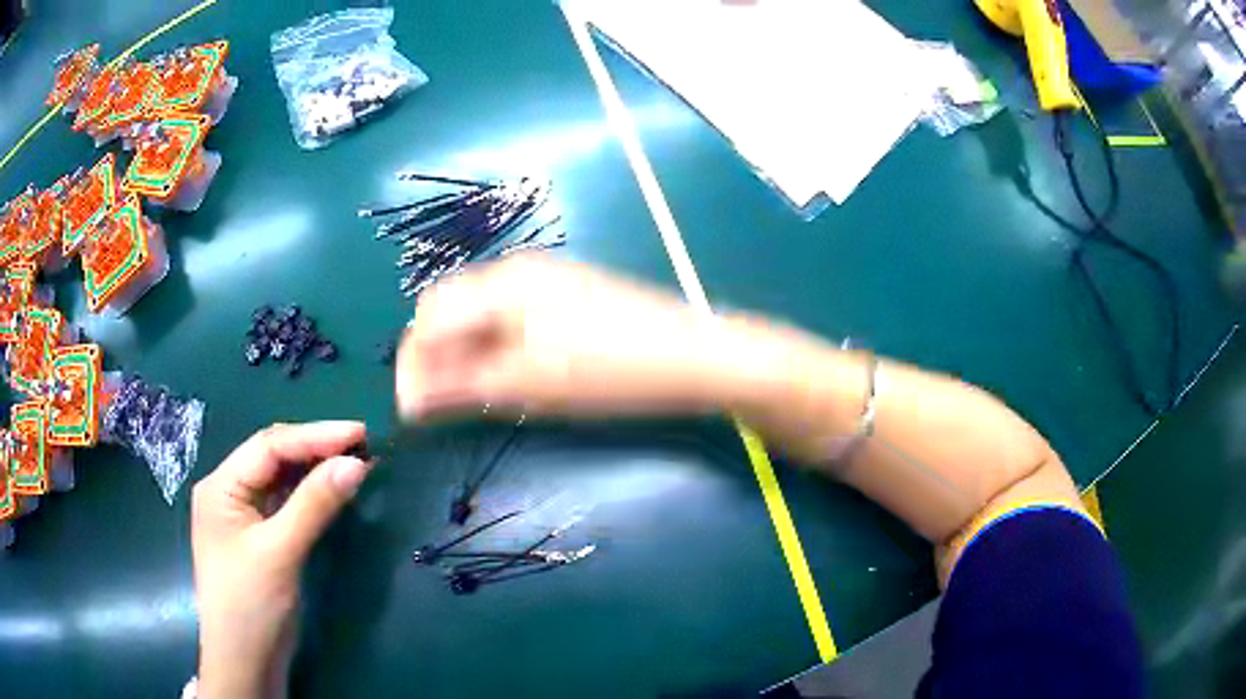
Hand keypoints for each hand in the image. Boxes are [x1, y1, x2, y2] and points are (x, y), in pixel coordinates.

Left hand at [192, 422, 371, 698]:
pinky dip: (312, 494)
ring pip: (282, 479)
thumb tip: (356, 463)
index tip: (360, 433)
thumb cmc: (251, 605)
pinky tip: (333, 490)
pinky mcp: (260, 537)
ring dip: (316, 470)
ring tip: (355, 462)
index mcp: (221, 486)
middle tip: (363, 446)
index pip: (269, 446)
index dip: (315, 436)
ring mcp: (244, 515)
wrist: (245, 663)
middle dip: (316, 448)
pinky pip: (287, 503)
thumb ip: (314, 505)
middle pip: (274, 457)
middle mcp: (229, 492)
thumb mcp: (280, 553)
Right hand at [397, 256, 740, 419]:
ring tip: (469, 394)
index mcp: (501, 283)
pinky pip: (509, 315)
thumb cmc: (609, 371)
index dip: (412, 363)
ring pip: (479, 313)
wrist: (692, 355)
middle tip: (437, 404)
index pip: (429, 317)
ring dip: (463, 351)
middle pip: (450, 309)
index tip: (410, 409)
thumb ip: (459, 387)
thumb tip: (406, 401)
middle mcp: (516, 270)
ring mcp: (545, 278)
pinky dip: (493, 344)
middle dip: (434, 355)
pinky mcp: (566, 294)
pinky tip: (506, 372)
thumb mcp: (528, 384)